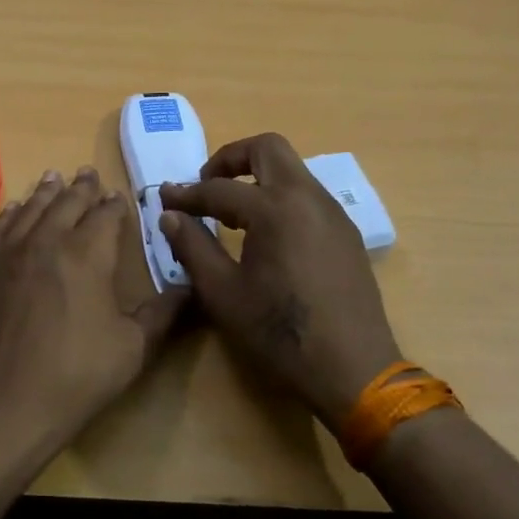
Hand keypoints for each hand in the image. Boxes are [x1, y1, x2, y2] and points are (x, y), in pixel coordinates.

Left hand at [0, 167, 186, 455]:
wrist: (7, 402)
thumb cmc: (77, 375)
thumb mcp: (134, 348)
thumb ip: (163, 313)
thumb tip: (191, 289)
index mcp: (87, 255)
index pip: (105, 216)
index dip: (114, 204)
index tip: (119, 196)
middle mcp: (47, 241)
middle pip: (66, 203)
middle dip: (81, 188)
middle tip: (88, 173)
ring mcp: (10, 254)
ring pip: (31, 210)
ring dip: (46, 192)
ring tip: (54, 177)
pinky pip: (0, 230)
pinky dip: (11, 214)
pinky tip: (15, 209)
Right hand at [159, 134, 400, 428]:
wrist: (353, 369)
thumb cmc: (279, 332)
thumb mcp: (223, 293)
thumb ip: (193, 246)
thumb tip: (170, 215)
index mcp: (275, 208)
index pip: (219, 188)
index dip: (187, 194)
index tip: (164, 199)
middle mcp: (308, 197)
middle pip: (267, 148)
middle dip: (230, 159)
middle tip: (206, 187)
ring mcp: (333, 213)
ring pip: (292, 170)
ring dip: (257, 177)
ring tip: (232, 213)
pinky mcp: (346, 233)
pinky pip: (308, 196)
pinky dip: (280, 198)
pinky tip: (267, 235)